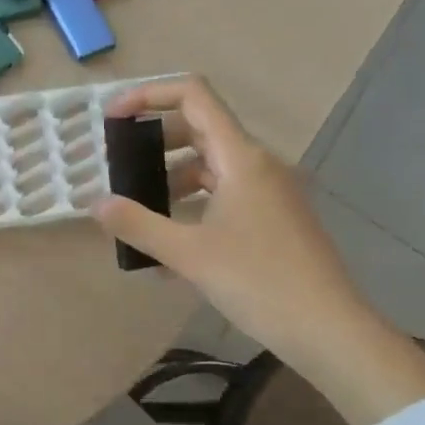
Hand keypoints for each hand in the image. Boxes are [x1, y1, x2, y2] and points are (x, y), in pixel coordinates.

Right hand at [94, 76, 382, 364]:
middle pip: (199, 128)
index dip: (148, 95)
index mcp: (241, 157)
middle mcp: (258, 164)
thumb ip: (137, 224)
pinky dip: (194, 205)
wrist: (328, 329)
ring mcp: (270, 191)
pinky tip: (170, 245)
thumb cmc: (258, 281)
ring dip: (172, 179)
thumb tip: (96, 204)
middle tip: (121, 168)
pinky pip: (225, 195)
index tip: (112, 118)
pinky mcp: (274, 218)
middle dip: (154, 142)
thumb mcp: (188, 253)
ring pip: (212, 166)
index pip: (193, 96)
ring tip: (139, 211)